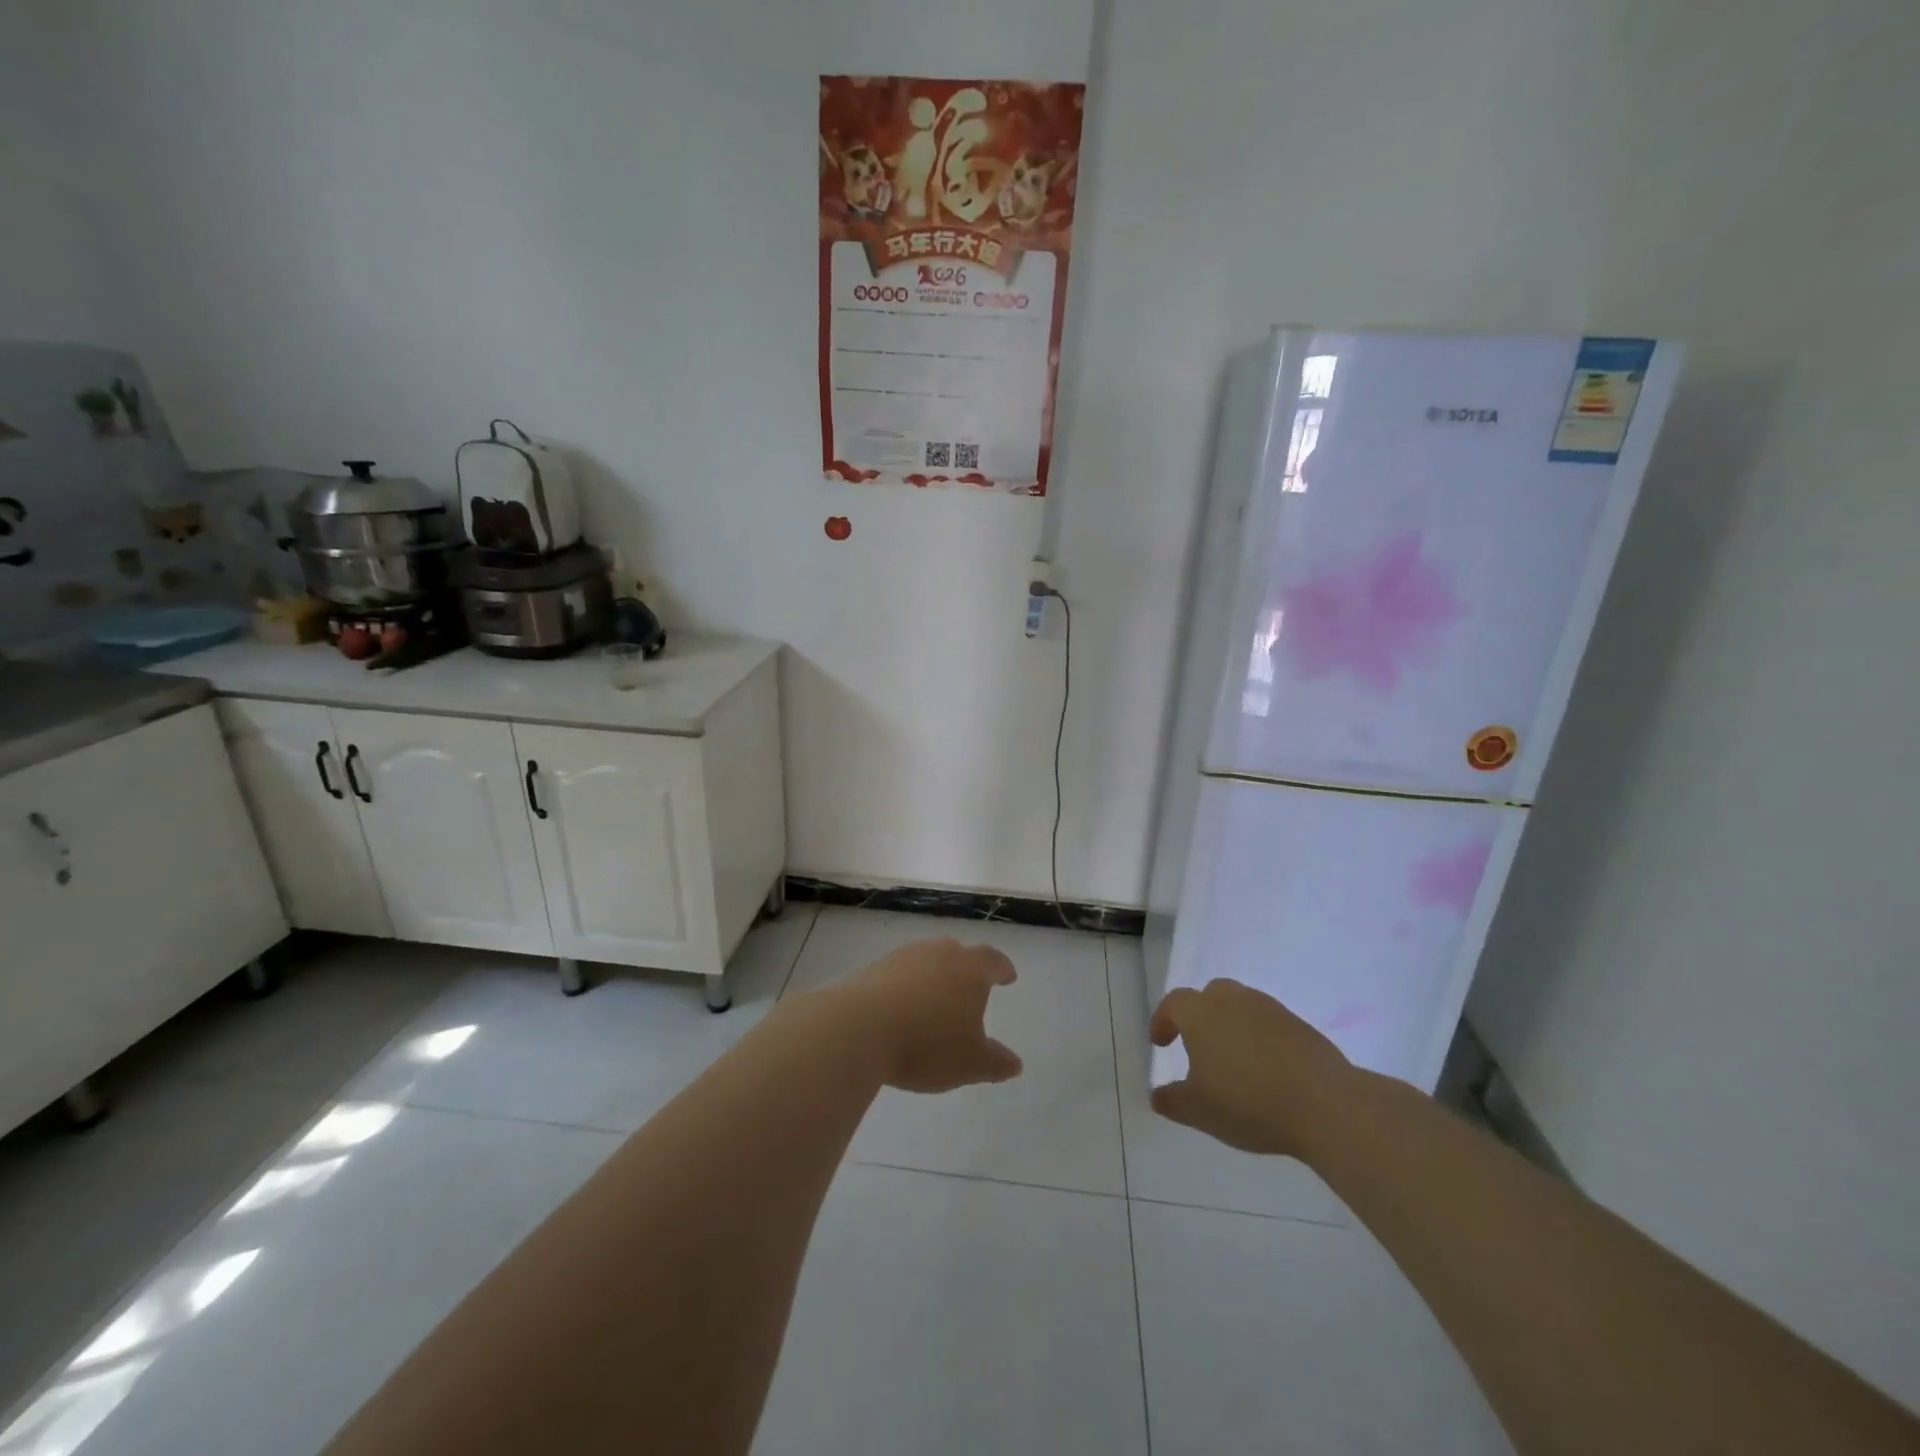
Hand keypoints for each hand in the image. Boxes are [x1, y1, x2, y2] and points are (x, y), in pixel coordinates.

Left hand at [836, 938, 1023, 1092]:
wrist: (859, 1028)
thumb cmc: (928, 1044)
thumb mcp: (971, 1063)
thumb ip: (995, 1062)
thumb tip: (1014, 1063)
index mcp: (970, 969)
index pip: (992, 960)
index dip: (1002, 968)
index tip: (1007, 976)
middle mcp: (938, 953)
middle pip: (957, 953)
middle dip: (966, 968)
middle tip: (970, 986)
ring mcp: (903, 958)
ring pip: (926, 960)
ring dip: (933, 976)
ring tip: (934, 1000)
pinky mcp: (873, 969)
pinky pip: (899, 974)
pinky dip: (906, 987)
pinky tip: (902, 1009)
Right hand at [1149, 978, 1353, 1156]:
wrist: (1324, 1104)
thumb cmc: (1248, 1102)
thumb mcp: (1199, 1111)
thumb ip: (1172, 1101)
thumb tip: (1157, 1096)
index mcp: (1201, 1013)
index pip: (1173, 1004)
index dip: (1162, 1021)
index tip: (1160, 1043)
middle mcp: (1233, 1000)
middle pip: (1209, 995)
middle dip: (1199, 1015)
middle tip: (1197, 1045)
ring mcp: (1270, 1009)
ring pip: (1241, 1006)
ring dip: (1231, 1025)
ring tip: (1233, 1059)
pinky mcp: (1300, 1025)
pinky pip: (1269, 1023)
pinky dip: (1260, 1037)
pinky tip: (1265, 1068)